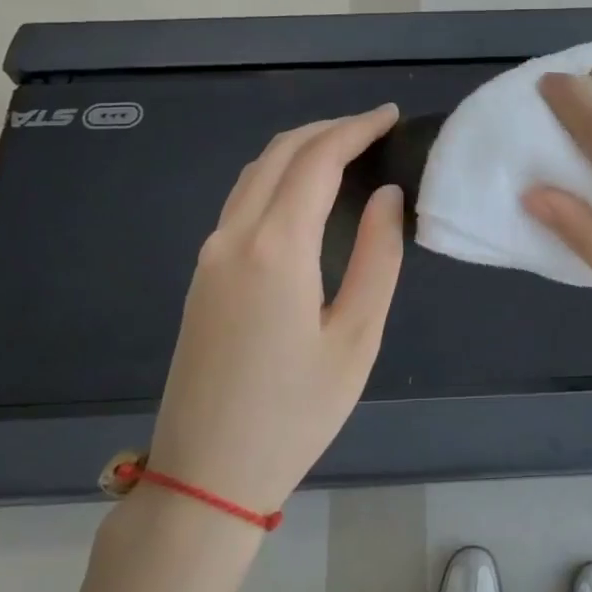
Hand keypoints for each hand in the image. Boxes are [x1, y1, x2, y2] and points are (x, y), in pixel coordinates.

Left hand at [149, 107, 404, 512]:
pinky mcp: (202, 275)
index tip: (389, 116)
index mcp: (276, 248)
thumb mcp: (356, 338)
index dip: (356, 129)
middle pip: (280, 153)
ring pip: (255, 173)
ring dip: (301, 149)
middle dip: (328, 128)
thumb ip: (378, 259)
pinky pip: (241, 201)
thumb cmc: (295, 412)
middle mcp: (234, 237)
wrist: (206, 474)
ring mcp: (209, 255)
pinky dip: (278, 176)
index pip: (318, 160)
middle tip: (374, 127)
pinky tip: (305, 192)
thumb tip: (388, 198)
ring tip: (346, 150)